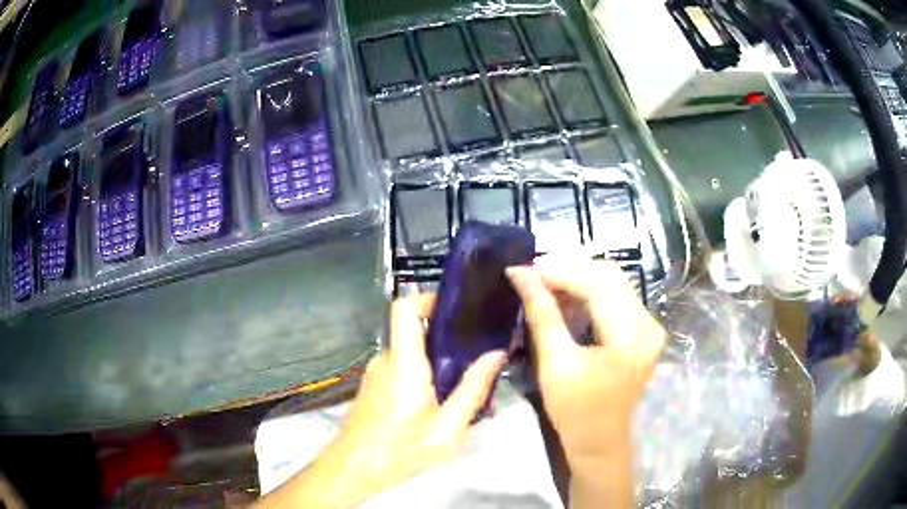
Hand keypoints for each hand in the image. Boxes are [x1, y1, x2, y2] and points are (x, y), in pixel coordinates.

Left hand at [257, 294, 505, 508]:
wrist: (355, 468)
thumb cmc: (401, 449)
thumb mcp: (447, 428)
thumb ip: (472, 389)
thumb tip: (496, 354)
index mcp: (404, 363)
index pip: (404, 309)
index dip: (428, 299)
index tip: (457, 309)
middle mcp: (387, 359)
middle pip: (412, 328)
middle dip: (444, 333)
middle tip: (475, 347)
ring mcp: (377, 371)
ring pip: (410, 350)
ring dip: (435, 357)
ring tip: (464, 375)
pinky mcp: (374, 384)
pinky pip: (402, 365)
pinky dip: (423, 371)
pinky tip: (440, 397)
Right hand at [507, 256, 664, 507]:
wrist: (599, 441)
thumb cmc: (575, 411)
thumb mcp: (554, 362)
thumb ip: (541, 312)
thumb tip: (519, 272)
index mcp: (631, 336)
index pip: (598, 285)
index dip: (560, 271)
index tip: (525, 268)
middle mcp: (648, 324)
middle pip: (610, 276)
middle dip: (569, 269)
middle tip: (533, 273)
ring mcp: (649, 325)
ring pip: (613, 283)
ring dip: (578, 278)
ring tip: (544, 282)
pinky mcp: (642, 330)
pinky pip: (616, 297)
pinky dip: (589, 292)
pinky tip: (565, 296)